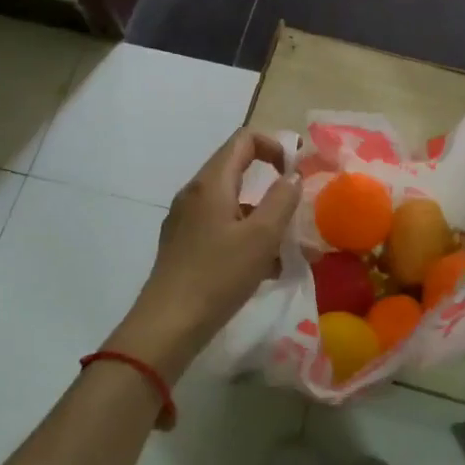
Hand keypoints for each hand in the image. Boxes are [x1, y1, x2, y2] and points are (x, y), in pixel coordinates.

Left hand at [107, 129, 298, 379]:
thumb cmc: (218, 276)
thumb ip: (282, 200)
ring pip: (232, 204)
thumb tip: (293, 176)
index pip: (243, 139)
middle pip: (237, 170)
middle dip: (271, 186)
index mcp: (211, 183)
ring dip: (262, 217)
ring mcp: (185, 220)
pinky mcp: (183, 245)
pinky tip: (263, 269)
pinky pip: (221, 227)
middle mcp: (194, 194)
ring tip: (287, 249)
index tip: (295, 173)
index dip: (274, 146)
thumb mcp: (261, 237)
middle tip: (296, 211)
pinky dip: (245, 237)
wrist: (167, 326)